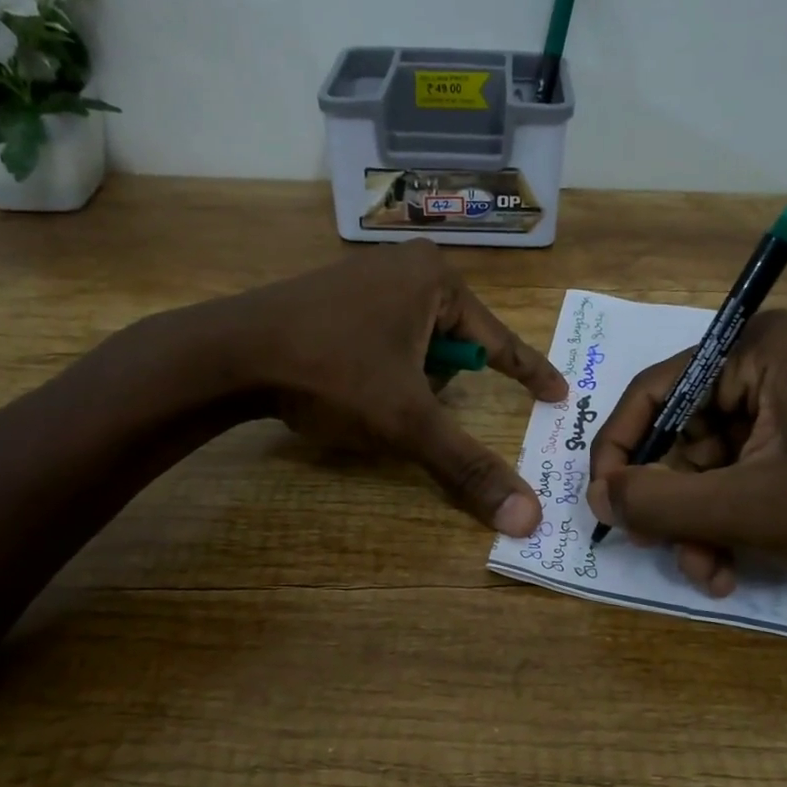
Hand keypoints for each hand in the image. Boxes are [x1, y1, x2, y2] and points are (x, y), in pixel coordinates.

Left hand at [235, 241, 566, 534]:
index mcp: (436, 281)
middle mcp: (405, 267)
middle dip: (439, 384)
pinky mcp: (332, 295)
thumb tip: (528, 519)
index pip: (500, 340)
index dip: (530, 373)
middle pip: (453, 345)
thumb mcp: (407, 423)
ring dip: (407, 379)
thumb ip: (467, 467)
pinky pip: (381, 336)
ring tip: (368, 395)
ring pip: (414, 344)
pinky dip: (379, 367)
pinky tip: (346, 381)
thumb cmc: (332, 373)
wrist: (228, 353)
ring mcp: (364, 276)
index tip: (559, 394)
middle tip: (409, 405)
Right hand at [587, 309, 786, 592]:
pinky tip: (724, 569)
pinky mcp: (781, 443)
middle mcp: (757, 366)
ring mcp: (771, 407)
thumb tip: (594, 496)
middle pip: (675, 434)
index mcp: (753, 349)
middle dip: (668, 502)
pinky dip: (717, 524)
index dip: (620, 449)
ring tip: (705, 571)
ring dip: (692, 524)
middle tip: (657, 546)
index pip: (654, 392)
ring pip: (696, 467)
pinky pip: (724, 480)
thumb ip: (660, 502)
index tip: (603, 501)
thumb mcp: (747, 507)